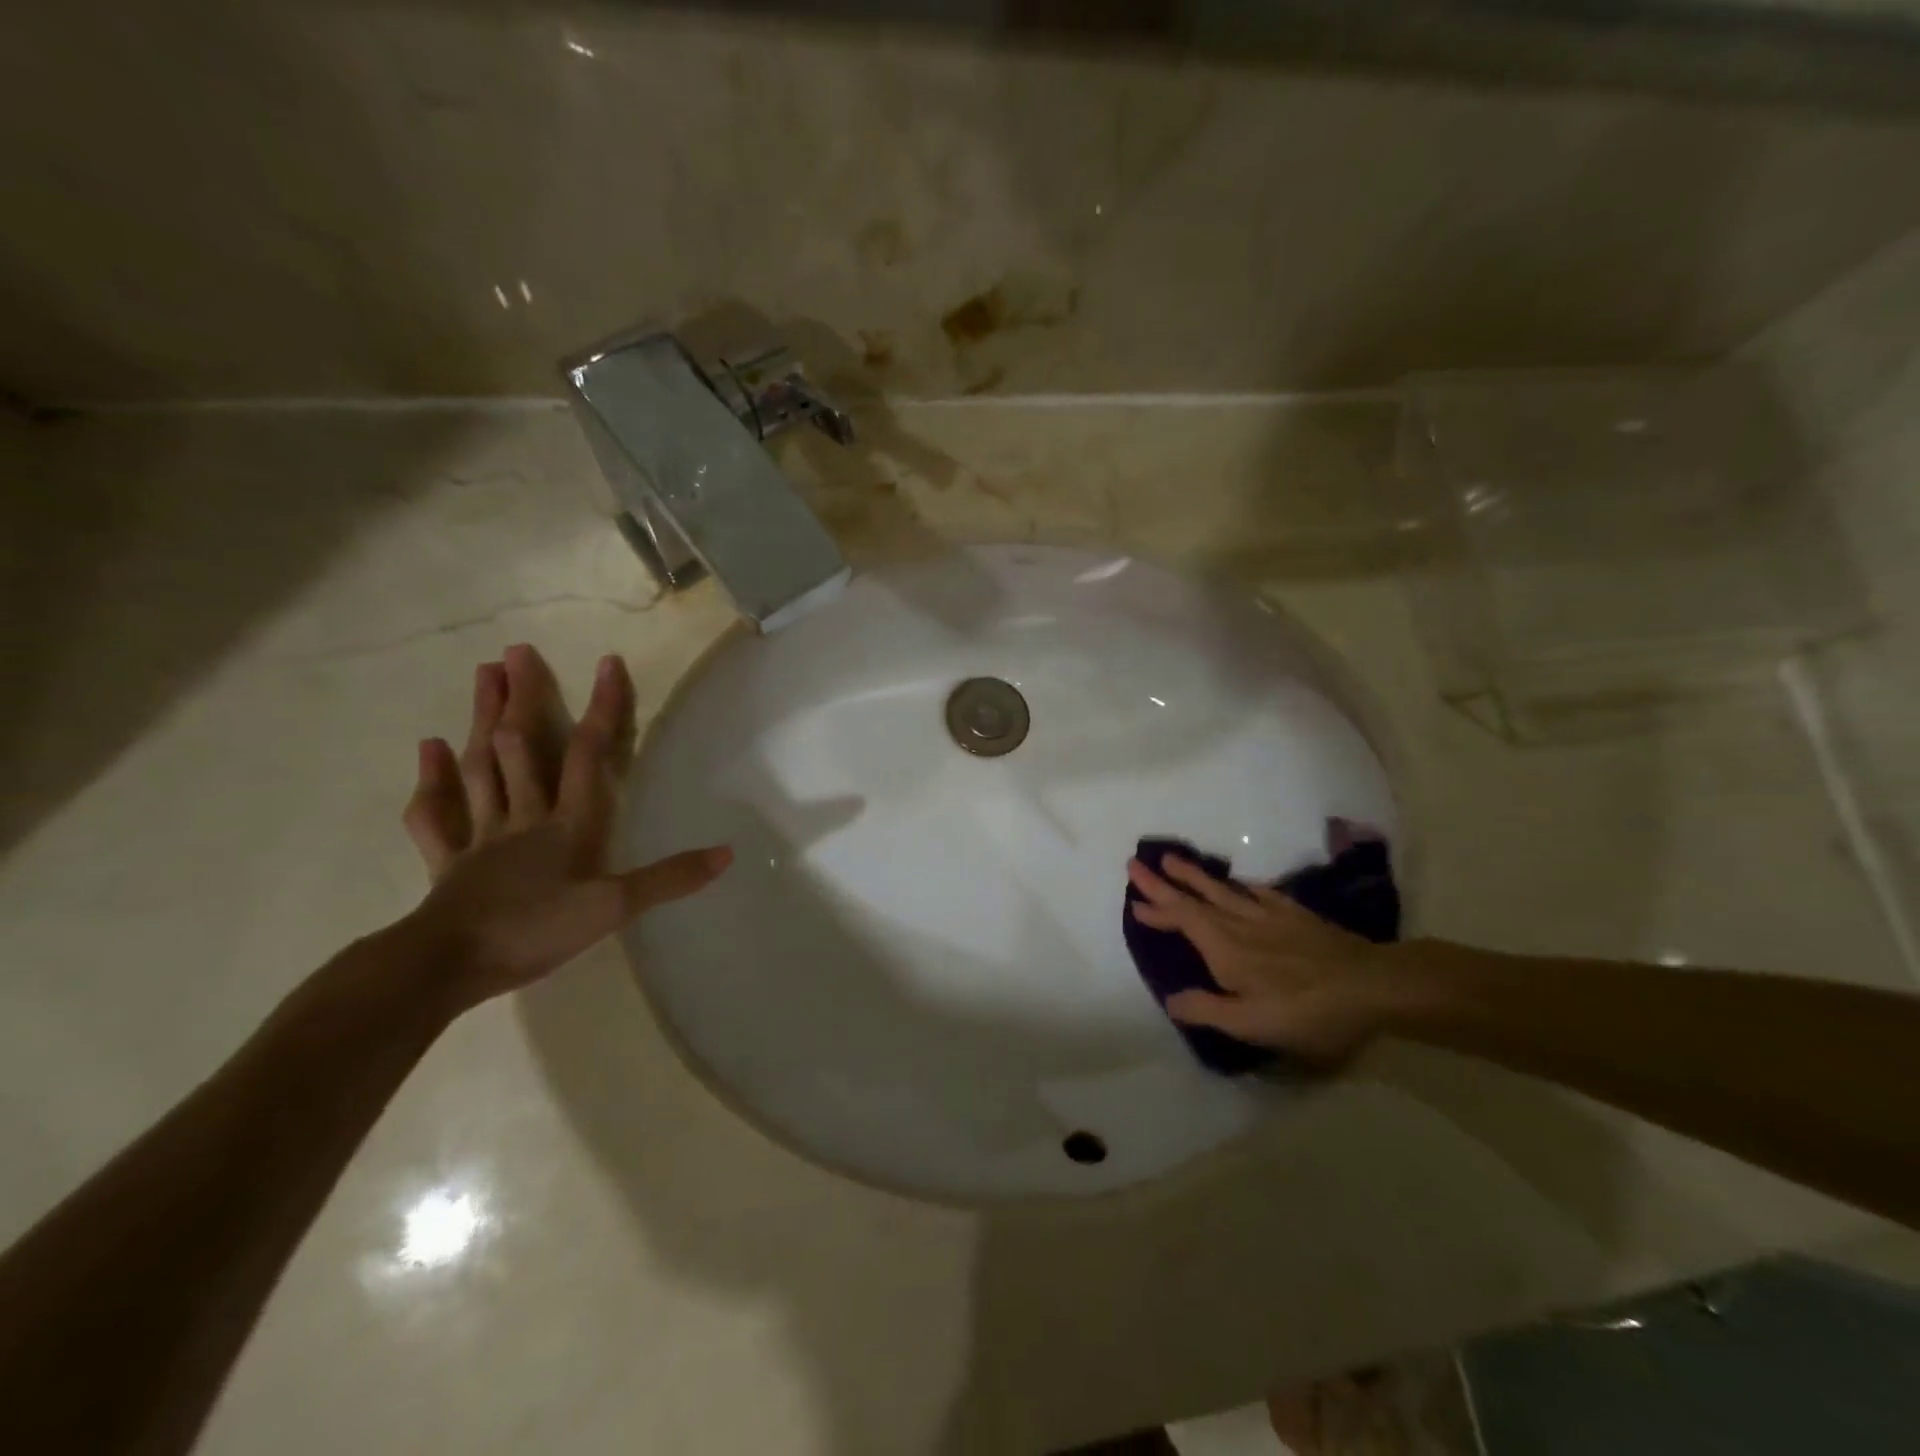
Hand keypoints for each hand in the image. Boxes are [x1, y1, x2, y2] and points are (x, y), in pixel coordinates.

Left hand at [398, 644, 730, 1009]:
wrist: (446, 966)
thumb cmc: (535, 931)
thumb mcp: (614, 908)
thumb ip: (669, 879)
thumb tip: (727, 854)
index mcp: (566, 824)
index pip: (588, 755)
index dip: (602, 709)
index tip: (607, 663)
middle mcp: (523, 817)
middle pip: (521, 747)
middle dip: (521, 699)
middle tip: (514, 652)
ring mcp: (481, 836)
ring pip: (481, 767)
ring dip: (482, 721)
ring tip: (482, 675)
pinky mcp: (448, 861)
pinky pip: (436, 814)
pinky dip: (433, 780)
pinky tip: (429, 749)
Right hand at [1127, 854, 1401, 1065]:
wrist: (1371, 984)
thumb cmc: (1307, 1009)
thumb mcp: (1252, 1023)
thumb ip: (1207, 1009)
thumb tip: (1170, 999)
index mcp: (1224, 947)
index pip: (1181, 918)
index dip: (1157, 906)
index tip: (1134, 897)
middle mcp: (1240, 923)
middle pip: (1195, 897)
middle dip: (1164, 882)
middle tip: (1137, 864)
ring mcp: (1269, 914)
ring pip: (1223, 889)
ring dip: (1195, 876)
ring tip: (1174, 860)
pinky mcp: (1295, 914)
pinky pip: (1258, 892)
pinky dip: (1240, 886)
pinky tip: (1240, 884)